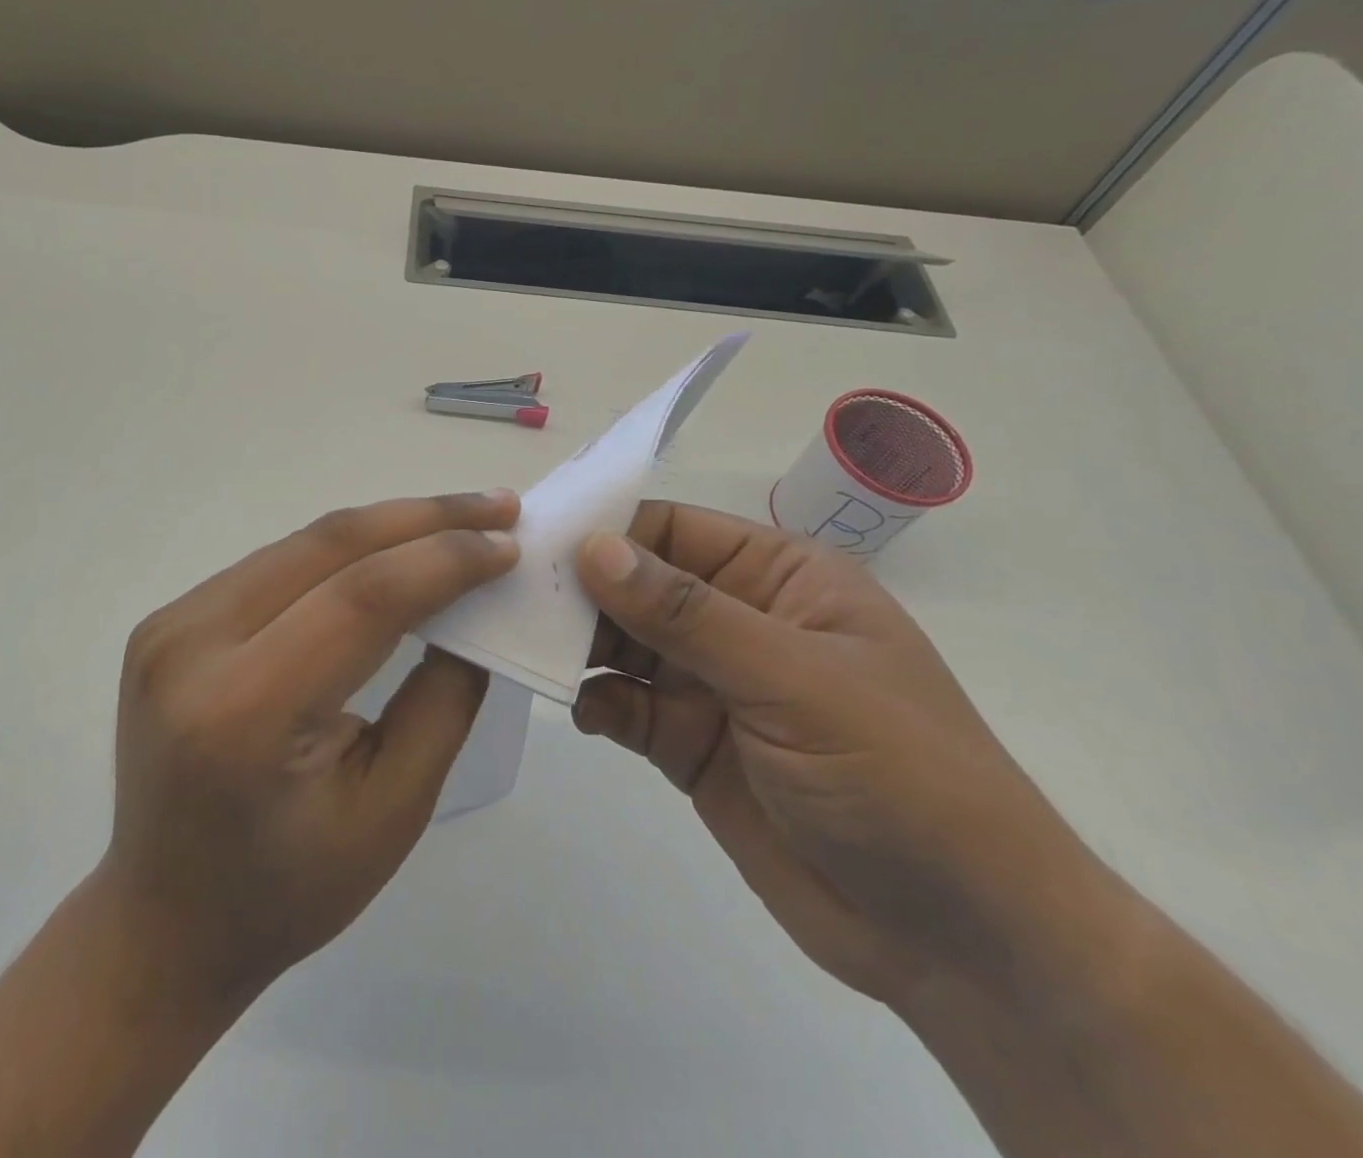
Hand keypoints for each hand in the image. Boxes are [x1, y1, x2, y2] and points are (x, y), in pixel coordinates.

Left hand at [100, 489, 520, 1007]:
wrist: (162, 920)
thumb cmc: (287, 891)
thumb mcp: (392, 811)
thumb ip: (443, 699)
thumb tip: (477, 605)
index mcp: (244, 711)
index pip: (362, 597)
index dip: (444, 559)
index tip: (509, 542)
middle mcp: (192, 647)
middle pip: (328, 546)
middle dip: (424, 517)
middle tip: (498, 506)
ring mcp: (170, 626)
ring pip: (302, 543)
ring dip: (387, 525)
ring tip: (458, 520)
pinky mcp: (169, 620)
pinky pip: (275, 564)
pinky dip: (343, 549)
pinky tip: (392, 549)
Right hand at [573, 503, 1134, 1012]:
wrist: (959, 941)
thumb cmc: (897, 775)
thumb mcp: (793, 680)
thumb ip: (686, 614)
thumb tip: (593, 548)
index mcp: (778, 578)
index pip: (672, 530)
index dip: (607, 531)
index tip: (537, 542)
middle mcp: (737, 620)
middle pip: (637, 586)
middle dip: (581, 591)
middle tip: (513, 597)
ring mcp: (711, 686)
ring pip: (623, 645)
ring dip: (579, 646)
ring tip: (528, 648)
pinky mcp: (690, 744)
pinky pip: (626, 707)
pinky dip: (597, 704)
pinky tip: (582, 712)